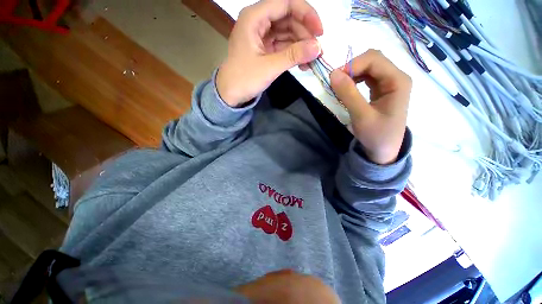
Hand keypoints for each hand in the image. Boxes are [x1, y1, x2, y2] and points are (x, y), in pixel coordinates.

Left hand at [216, 0, 322, 106]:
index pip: (286, 3)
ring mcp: (262, 35)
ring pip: (287, 32)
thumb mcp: (269, 67)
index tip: (320, 32)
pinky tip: (302, 64)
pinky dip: (293, 53)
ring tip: (312, 61)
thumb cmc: (244, 79)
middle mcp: (258, 21)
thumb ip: (293, 56)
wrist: (230, 94)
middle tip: (317, 52)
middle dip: (305, 34)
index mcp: (254, 17)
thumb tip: (318, 47)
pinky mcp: (265, 48)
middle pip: (288, 18)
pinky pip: (283, 45)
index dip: (306, 14)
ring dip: (301, 45)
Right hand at [330, 50, 411, 164]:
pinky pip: (367, 77)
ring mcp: (389, 83)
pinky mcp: (381, 90)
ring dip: (352, 74)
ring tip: (340, 88)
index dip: (352, 65)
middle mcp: (396, 78)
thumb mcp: (361, 116)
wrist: (383, 151)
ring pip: (369, 67)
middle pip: (372, 60)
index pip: (374, 59)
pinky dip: (354, 80)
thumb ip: (348, 94)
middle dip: (352, 68)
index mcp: (398, 81)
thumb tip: (333, 74)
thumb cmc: (376, 136)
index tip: (335, 79)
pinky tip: (348, 90)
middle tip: (337, 83)